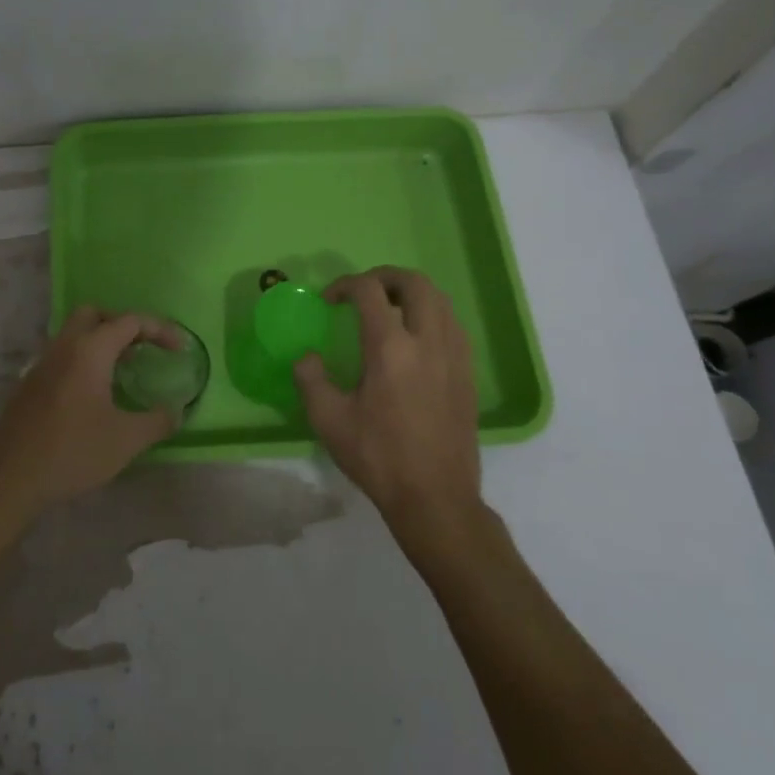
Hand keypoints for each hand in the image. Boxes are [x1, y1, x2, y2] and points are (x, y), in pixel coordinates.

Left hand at [0, 306, 180, 517]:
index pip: (129, 321)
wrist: (10, 477)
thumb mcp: (126, 440)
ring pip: (74, 334)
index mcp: (89, 350)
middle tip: (143, 349)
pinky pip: (62, 356)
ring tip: (124, 370)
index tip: (179, 349)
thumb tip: (177, 411)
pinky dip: (84, 360)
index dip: (159, 329)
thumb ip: (157, 421)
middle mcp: (64, 347)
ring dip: (101, 342)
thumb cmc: (73, 451)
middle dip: (123, 325)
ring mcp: (42, 364)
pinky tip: (95, 393)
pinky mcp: (30, 384)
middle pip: (95, 315)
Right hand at [293, 267, 485, 558]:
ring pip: (440, 300)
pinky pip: (453, 324)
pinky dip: (431, 315)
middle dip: (384, 277)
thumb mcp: (328, 420)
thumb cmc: (378, 457)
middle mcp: (428, 342)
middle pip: (415, 283)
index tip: (329, 301)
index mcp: (390, 349)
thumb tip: (307, 357)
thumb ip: (310, 379)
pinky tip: (413, 339)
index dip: (345, 285)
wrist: (436, 498)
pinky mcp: (467, 374)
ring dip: (411, 293)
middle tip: (362, 291)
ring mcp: (454, 356)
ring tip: (387, 309)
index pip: (369, 292)